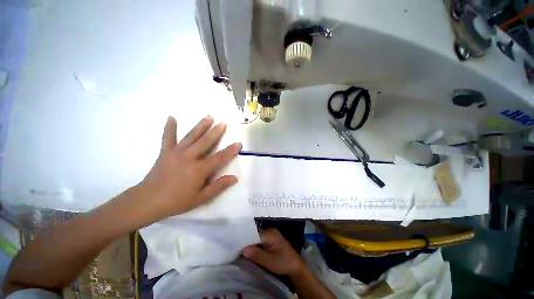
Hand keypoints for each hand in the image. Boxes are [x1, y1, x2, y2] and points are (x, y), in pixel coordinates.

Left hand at [135, 115, 240, 220]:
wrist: (148, 201)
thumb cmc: (177, 201)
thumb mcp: (201, 198)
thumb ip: (218, 186)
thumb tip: (234, 178)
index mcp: (199, 169)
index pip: (219, 157)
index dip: (230, 151)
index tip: (238, 143)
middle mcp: (189, 157)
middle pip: (206, 141)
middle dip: (216, 131)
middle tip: (223, 122)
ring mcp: (176, 153)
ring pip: (191, 136)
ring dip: (201, 125)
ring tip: (209, 116)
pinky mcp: (165, 152)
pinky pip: (168, 137)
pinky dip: (169, 127)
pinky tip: (171, 117)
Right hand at [242, 229, 304, 276]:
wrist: (296, 266)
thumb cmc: (284, 263)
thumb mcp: (270, 261)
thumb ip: (257, 255)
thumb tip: (243, 249)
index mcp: (270, 233)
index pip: (254, 233)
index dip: (245, 240)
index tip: (236, 246)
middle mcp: (270, 231)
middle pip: (255, 235)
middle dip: (247, 242)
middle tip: (237, 249)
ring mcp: (271, 235)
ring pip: (257, 238)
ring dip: (251, 244)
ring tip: (241, 250)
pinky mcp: (271, 240)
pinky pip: (260, 241)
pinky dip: (255, 246)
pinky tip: (250, 251)